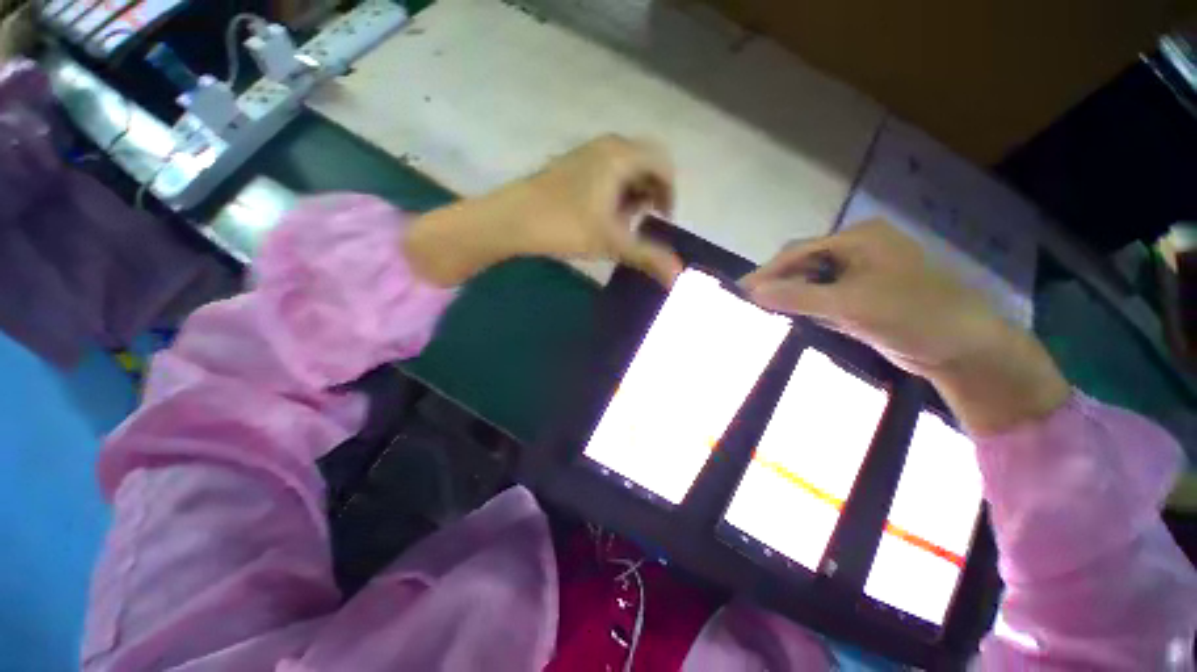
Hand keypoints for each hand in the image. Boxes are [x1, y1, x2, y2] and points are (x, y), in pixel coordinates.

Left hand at [403, 135, 682, 286]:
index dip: (670, 192)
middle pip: (645, 162)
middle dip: (651, 193)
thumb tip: (677, 276)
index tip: (663, 220)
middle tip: (644, 221)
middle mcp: (607, 146)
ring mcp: (586, 153)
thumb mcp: (612, 243)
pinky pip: (605, 171)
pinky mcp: (571, 166)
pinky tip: (602, 216)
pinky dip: (614, 191)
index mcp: (621, 156)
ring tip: (622, 222)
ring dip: (632, 193)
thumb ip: (648, 257)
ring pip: (624, 167)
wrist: (512, 219)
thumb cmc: (565, 226)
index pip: (663, 163)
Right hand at [741, 220, 1069, 434]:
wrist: (965, 349)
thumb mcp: (850, 305)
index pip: (799, 251)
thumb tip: (752, 292)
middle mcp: (858, 250)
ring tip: (764, 312)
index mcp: (859, 239)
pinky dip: (807, 306)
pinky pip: (825, 296)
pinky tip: (792, 317)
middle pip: (805, 264)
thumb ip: (798, 296)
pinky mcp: (864, 295)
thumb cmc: (913, 316)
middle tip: (750, 304)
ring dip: (790, 296)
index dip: (767, 272)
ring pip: (813, 281)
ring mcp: (862, 273)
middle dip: (778, 283)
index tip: (740, 291)